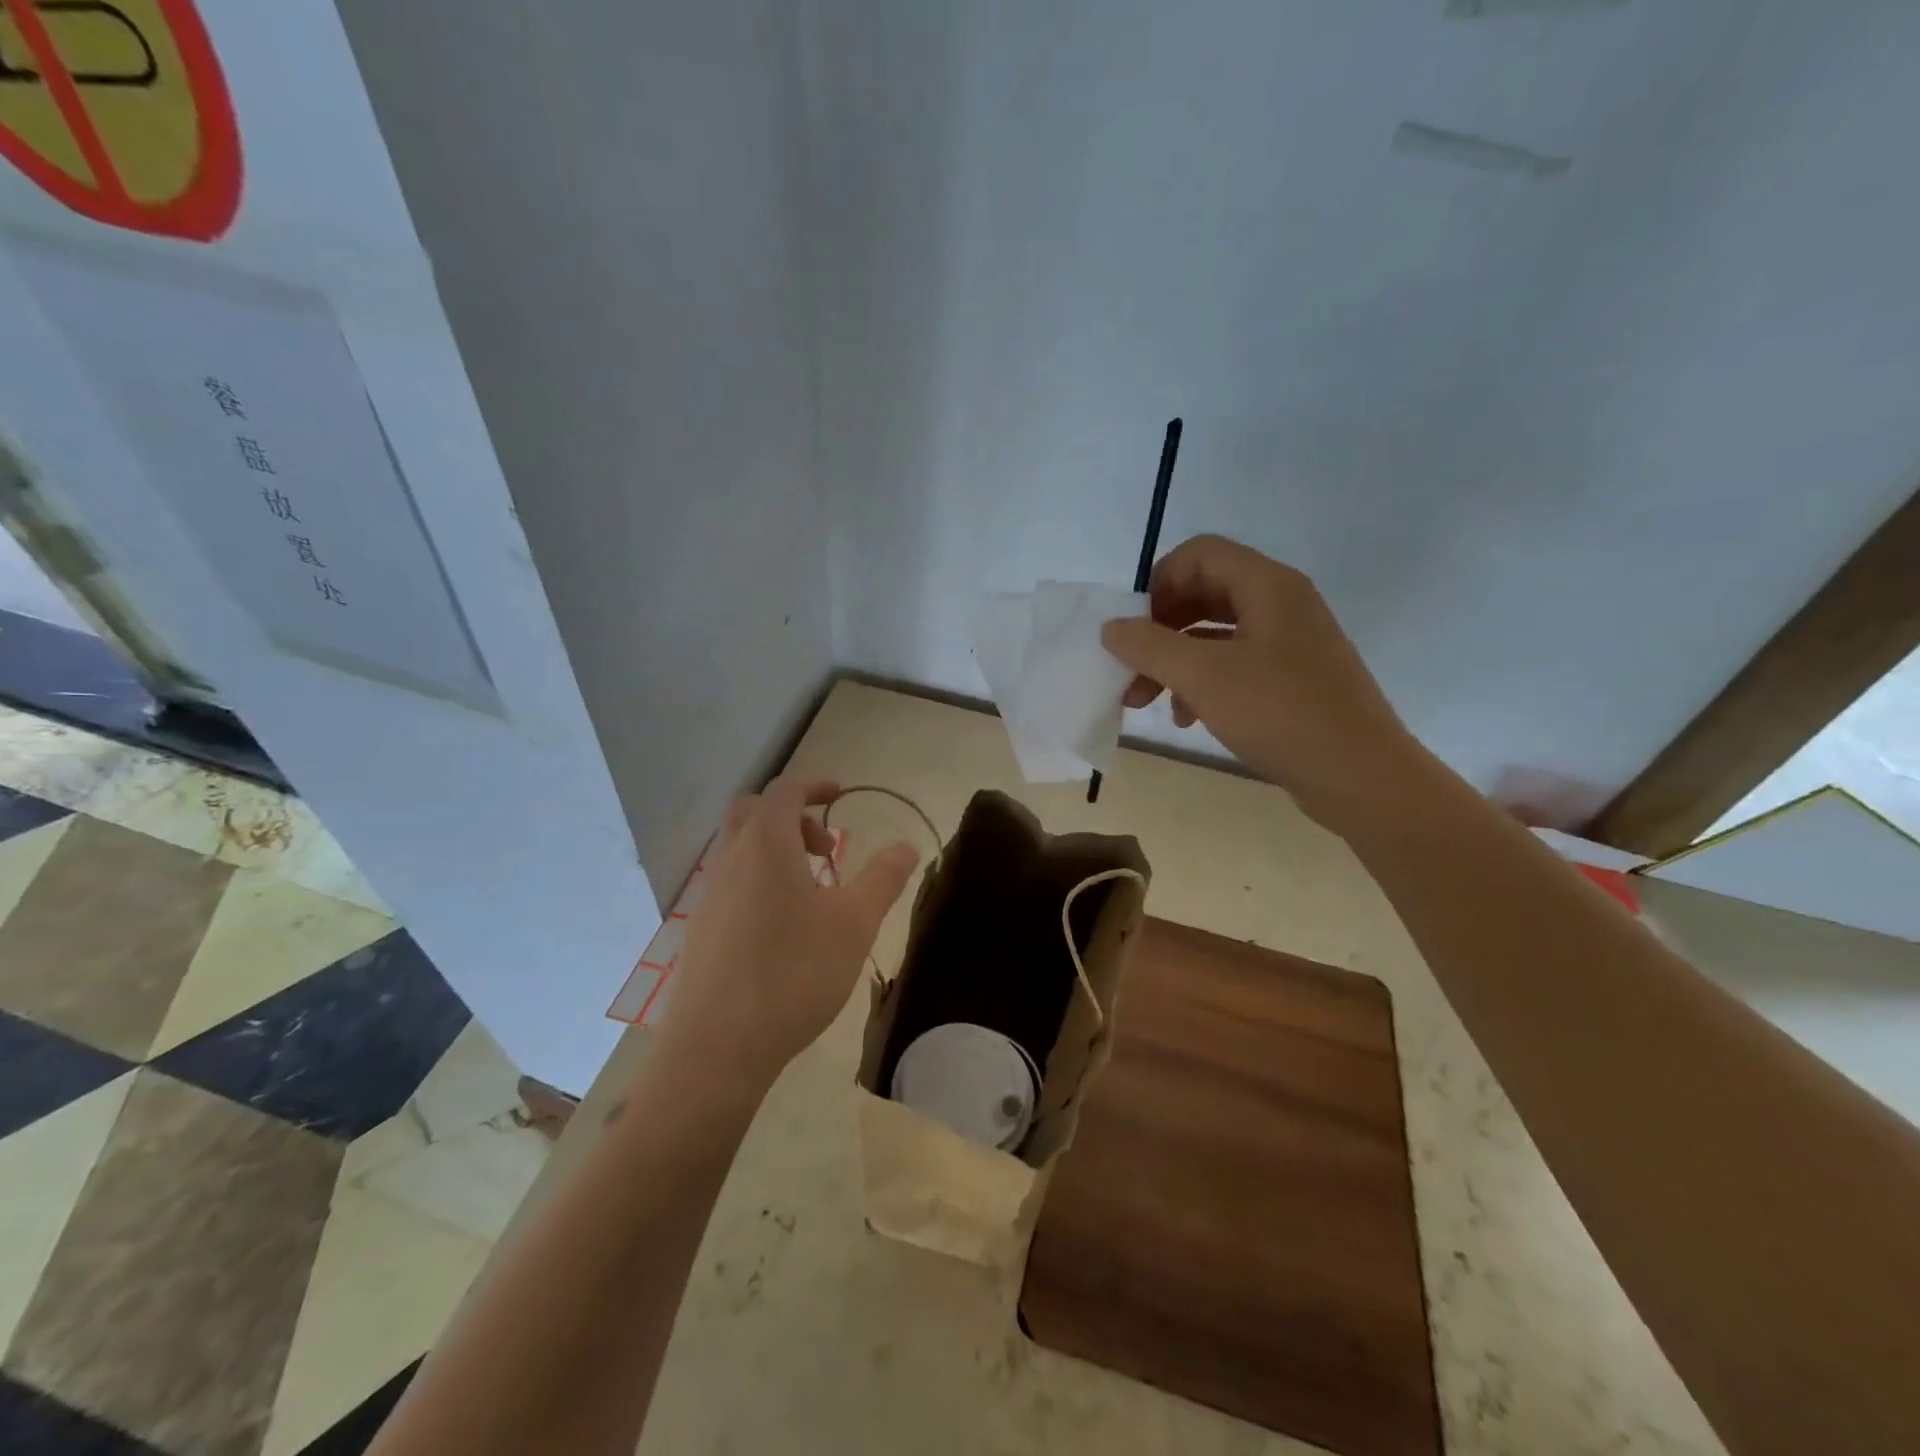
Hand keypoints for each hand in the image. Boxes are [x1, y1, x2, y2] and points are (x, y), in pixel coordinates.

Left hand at [661, 775, 919, 1088]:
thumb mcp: (855, 923)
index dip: (814, 785)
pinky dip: (758, 880)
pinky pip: (730, 882)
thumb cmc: (794, 972)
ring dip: (774, 850)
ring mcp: (709, 896)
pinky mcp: (700, 930)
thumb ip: (883, 878)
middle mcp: (730, 860)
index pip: (785, 790)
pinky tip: (783, 927)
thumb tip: (908, 846)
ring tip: (811, 892)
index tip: (840, 794)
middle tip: (824, 848)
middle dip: (790, 815)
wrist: (717, 1047)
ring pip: (738, 848)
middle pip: (752, 811)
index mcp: (766, 845)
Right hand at [1101, 534, 1426, 825]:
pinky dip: (1202, 684)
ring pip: (1214, 634)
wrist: (1361, 777)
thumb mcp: (1203, 677)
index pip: (1199, 554)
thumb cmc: (1281, 714)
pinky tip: (1186, 718)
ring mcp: (1290, 642)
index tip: (1134, 628)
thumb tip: (1111, 627)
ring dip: (1174, 662)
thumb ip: (1150, 646)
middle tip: (1129, 669)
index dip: (1158, 583)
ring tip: (1145, 702)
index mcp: (1267, 585)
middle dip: (1159, 630)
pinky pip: (1234, 665)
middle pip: (1203, 593)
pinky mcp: (1292, 679)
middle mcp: (1281, 603)